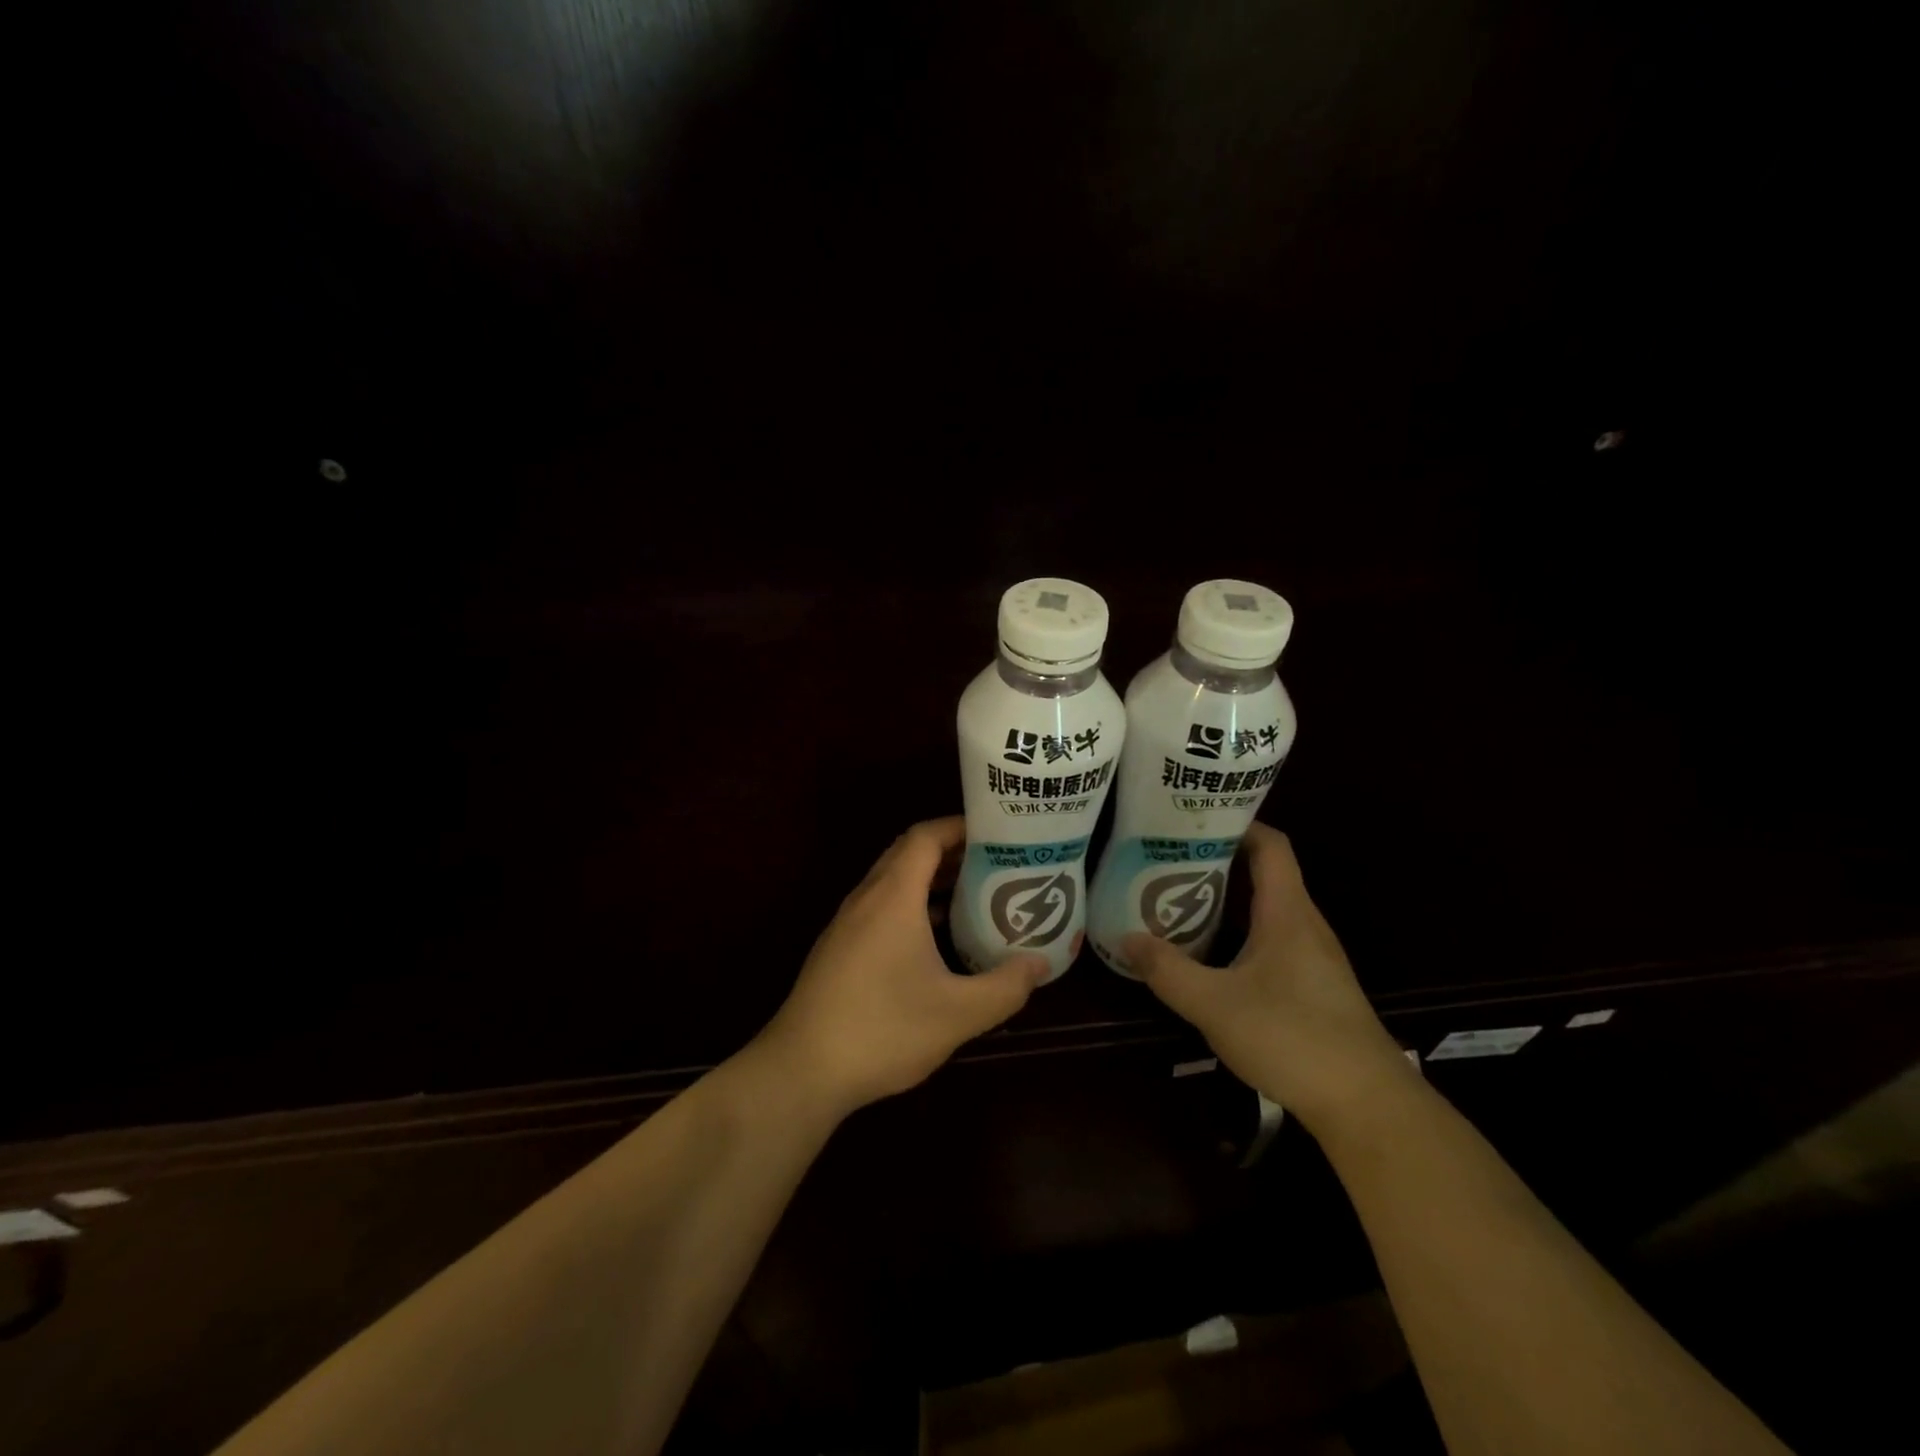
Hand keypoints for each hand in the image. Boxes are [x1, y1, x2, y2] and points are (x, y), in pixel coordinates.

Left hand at [756, 816, 1048, 1118]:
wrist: (802, 1070)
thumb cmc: (883, 1030)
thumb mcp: (958, 1014)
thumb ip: (1006, 987)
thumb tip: (1040, 964)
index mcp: (893, 897)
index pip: (924, 837)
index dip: (959, 826)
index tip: (996, 833)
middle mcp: (866, 899)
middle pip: (908, 854)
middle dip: (951, 851)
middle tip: (995, 863)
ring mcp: (847, 924)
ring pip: (892, 882)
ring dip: (931, 880)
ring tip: (974, 894)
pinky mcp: (839, 949)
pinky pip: (881, 908)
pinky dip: (912, 906)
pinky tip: (936, 938)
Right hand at [1124, 823, 1409, 1130]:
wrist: (1367, 1105)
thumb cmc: (1292, 1038)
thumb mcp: (1215, 1004)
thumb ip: (1168, 970)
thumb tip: (1126, 938)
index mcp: (1287, 912)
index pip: (1270, 844)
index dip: (1237, 823)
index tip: (1193, 820)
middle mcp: (1304, 923)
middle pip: (1265, 872)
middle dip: (1218, 860)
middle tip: (1168, 858)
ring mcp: (1313, 955)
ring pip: (1267, 908)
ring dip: (1227, 898)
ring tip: (1178, 898)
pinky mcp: (1314, 984)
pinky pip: (1273, 937)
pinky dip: (1240, 930)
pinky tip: (1211, 953)